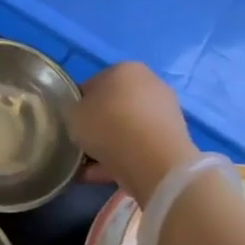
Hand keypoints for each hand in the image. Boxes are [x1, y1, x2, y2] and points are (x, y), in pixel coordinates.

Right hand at [67, 62, 196, 206]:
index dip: (79, 105)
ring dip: (110, 146)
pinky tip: (105, 175)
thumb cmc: (108, 126)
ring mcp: (165, 111)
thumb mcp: (73, 114)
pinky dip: (123, 159)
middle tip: (82, 144)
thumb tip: (82, 116)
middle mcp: (149, 83)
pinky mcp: (174, 139)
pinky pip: (139, 147)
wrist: (152, 159)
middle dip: (98, 126)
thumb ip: (74, 111)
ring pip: (127, 129)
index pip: (93, 85)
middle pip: (114, 106)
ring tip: (90, 167)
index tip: (71, 124)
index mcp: (124, 69)